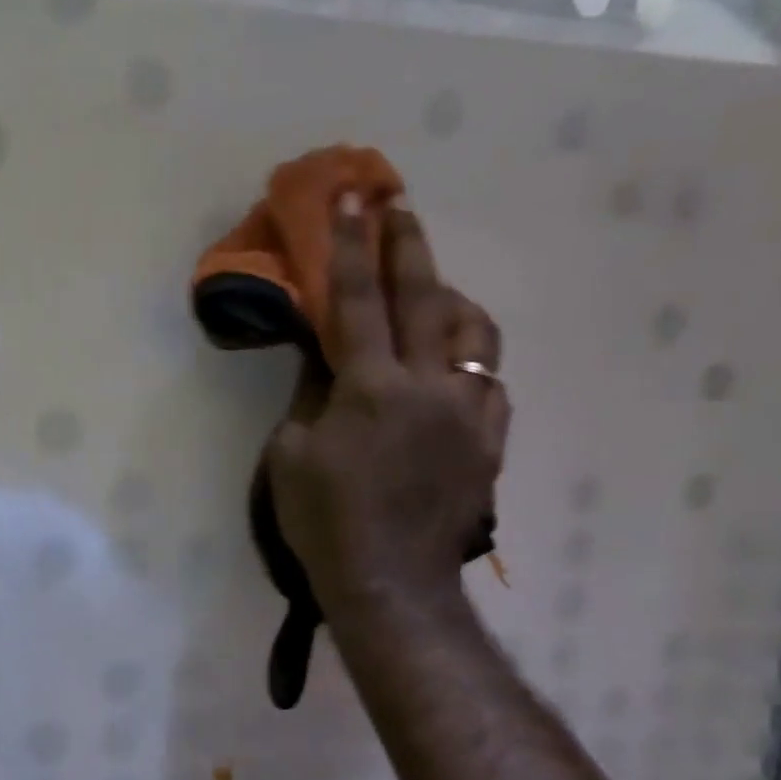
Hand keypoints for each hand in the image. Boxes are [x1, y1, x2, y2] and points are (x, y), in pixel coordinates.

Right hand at [267, 195, 509, 609]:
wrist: (389, 582)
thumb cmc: (324, 522)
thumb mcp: (290, 456)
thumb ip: (310, 396)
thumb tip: (325, 357)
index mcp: (371, 390)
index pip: (360, 301)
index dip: (351, 246)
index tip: (350, 197)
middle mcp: (429, 388)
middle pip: (425, 299)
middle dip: (407, 246)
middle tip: (397, 206)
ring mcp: (469, 412)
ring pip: (474, 332)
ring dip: (450, 297)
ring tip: (432, 287)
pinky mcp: (490, 440)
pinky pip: (490, 379)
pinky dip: (470, 356)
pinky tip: (453, 360)